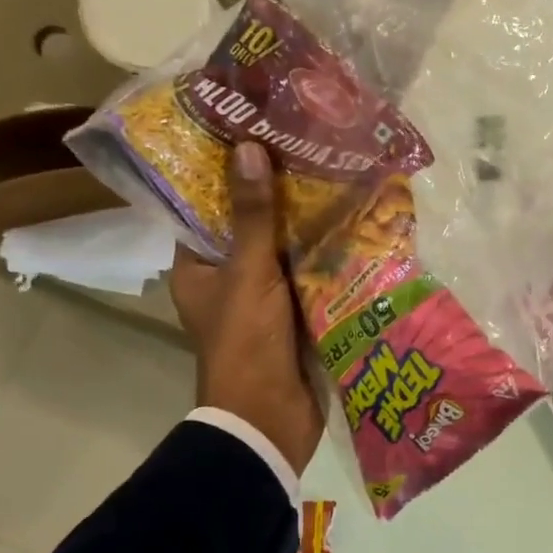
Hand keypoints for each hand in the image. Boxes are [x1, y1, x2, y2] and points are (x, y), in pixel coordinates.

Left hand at [168, 142, 324, 473]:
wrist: (271, 418)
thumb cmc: (246, 341)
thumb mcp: (248, 271)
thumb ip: (253, 214)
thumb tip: (247, 147)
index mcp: (198, 267)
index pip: (207, 207)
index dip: (228, 173)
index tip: (255, 134)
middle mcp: (227, 278)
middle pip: (250, 226)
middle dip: (277, 194)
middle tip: (305, 147)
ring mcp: (264, 297)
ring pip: (284, 249)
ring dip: (307, 222)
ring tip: (336, 173)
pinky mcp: (296, 313)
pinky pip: (309, 273)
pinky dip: (326, 253)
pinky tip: (355, 223)